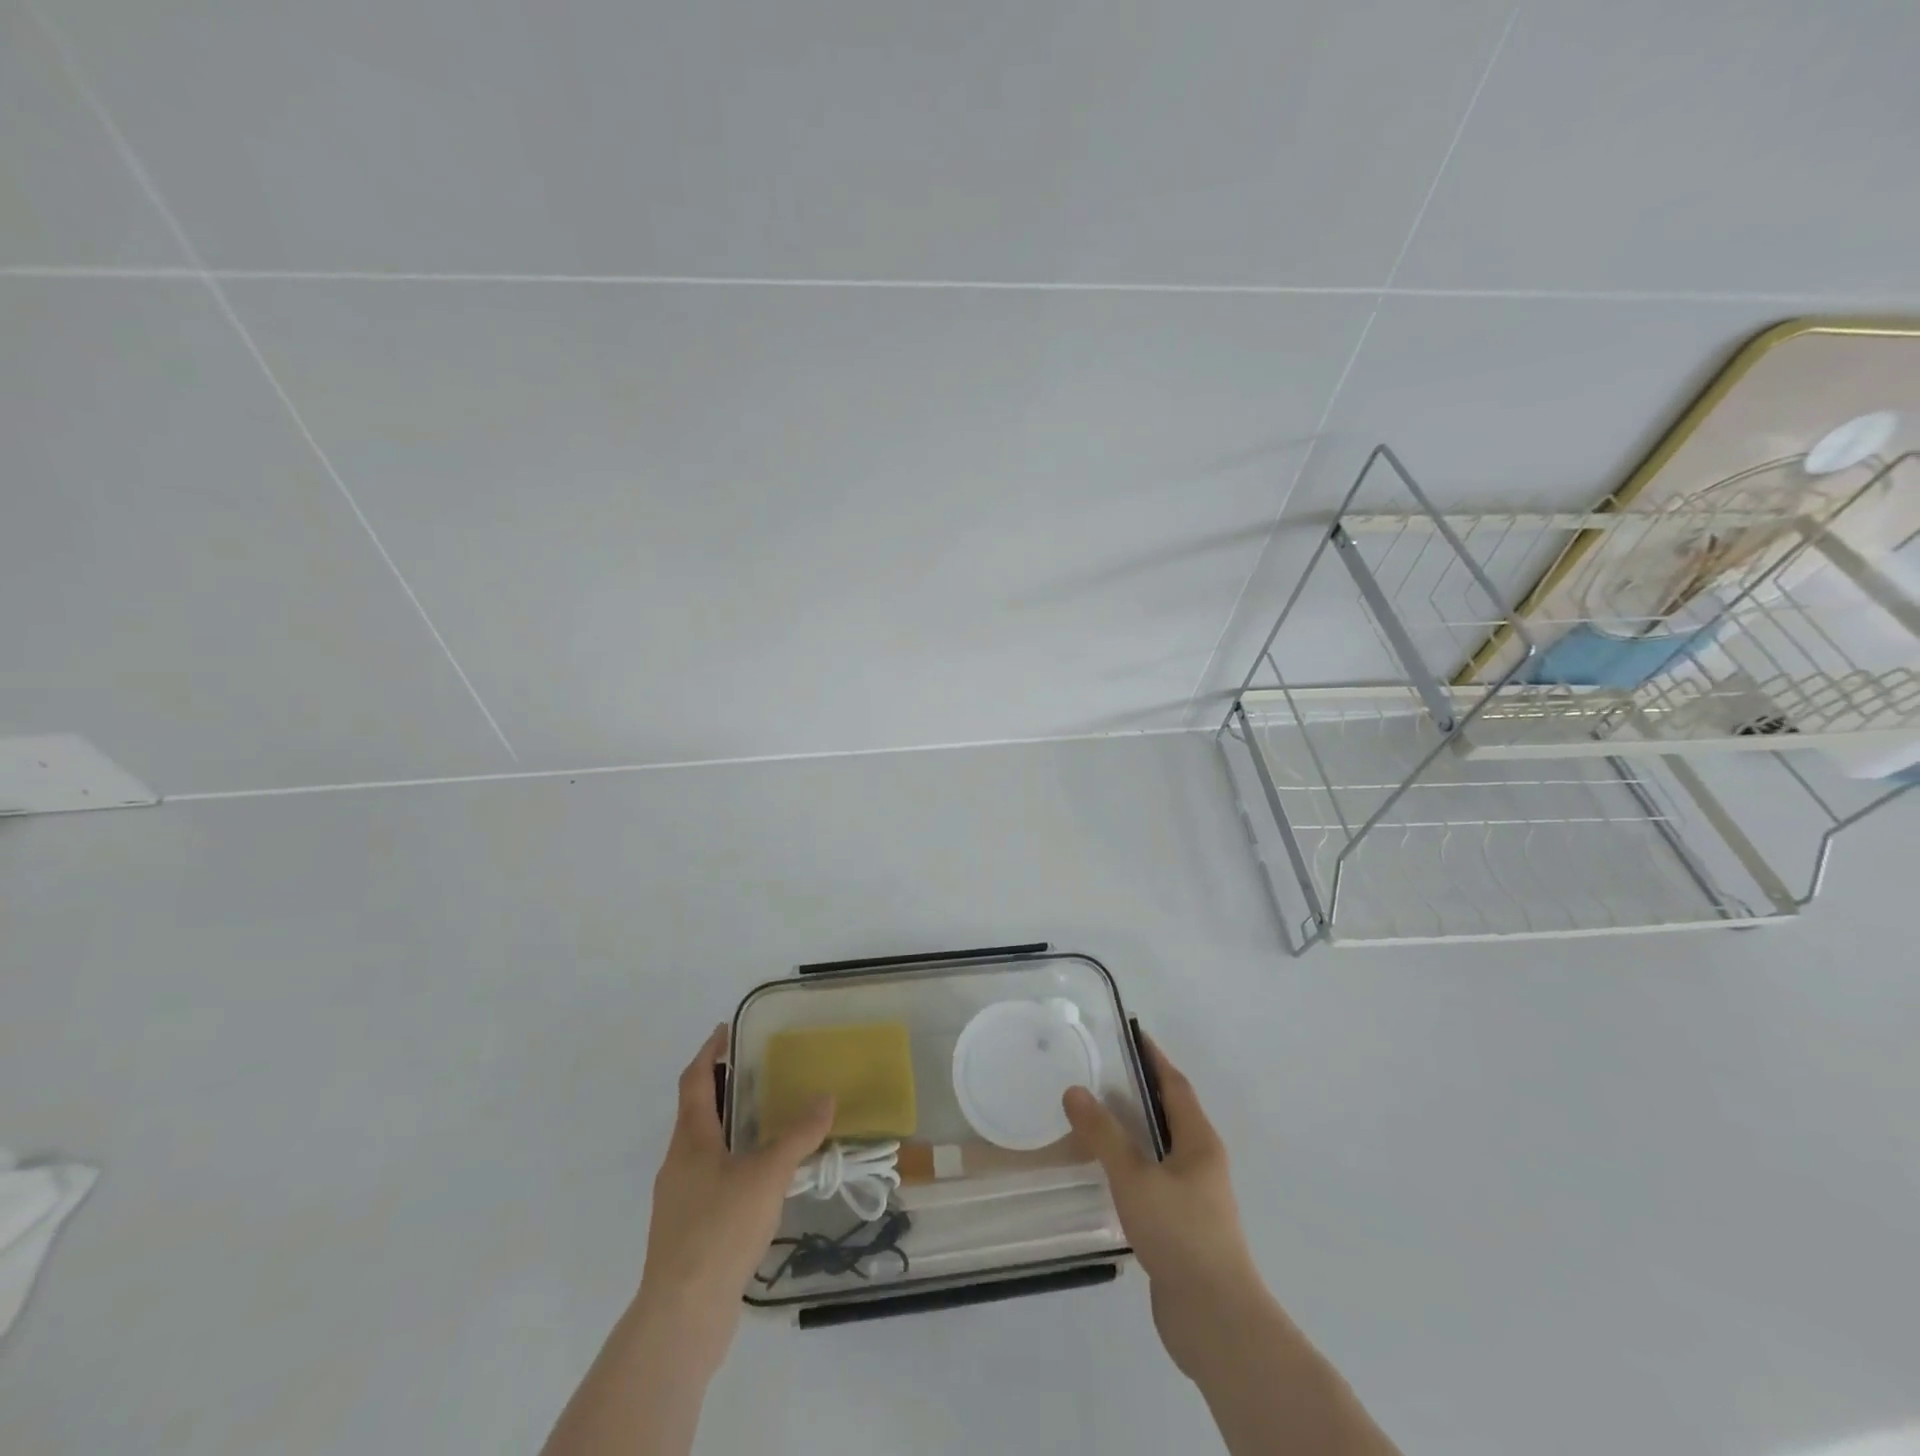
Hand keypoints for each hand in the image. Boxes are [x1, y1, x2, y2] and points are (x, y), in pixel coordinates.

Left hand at [636, 1026, 834, 1359]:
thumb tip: (825, 1097)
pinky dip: (733, 1166)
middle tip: (758, 1074)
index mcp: (690, 1140)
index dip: (708, 1052)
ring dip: (729, 1130)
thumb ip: (798, 1135)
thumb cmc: (720, 1229)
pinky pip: (710, 1182)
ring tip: (767, 1126)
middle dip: (723, 1090)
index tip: (725, 1030)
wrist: (682, 1315)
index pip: (693, 1081)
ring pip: (704, 1150)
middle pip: (696, 1113)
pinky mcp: (686, 1233)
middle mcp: (678, 1163)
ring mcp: (678, 1201)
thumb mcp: (768, 1175)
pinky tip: (760, 1184)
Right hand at [1063, 1035, 1262, 1377]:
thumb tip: (1074, 1090)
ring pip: (1161, 1148)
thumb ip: (1104, 1134)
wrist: (1215, 1320)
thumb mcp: (1135, 1177)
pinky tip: (1106, 1172)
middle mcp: (1201, 1162)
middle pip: (1170, 1113)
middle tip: (1101, 1071)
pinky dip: (1132, 1164)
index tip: (1131, 1034)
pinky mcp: (1183, 1227)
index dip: (1154, 1057)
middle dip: (1141, 1090)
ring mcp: (1195, 1197)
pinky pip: (1154, 1179)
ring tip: (1096, 1114)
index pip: (1175, 1085)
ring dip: (1135, 1129)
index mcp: (1199, 1141)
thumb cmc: (1180, 1234)